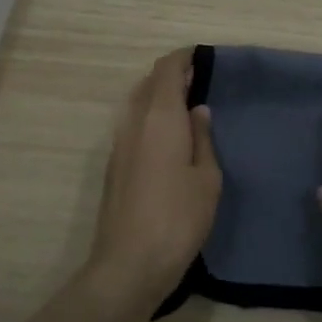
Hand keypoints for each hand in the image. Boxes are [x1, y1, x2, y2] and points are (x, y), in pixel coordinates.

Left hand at [84, 48, 222, 310]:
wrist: (129, 264)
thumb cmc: (178, 218)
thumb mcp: (206, 178)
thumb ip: (202, 138)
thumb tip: (198, 110)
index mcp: (160, 118)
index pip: (166, 70)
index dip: (184, 58)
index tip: (204, 57)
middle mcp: (133, 122)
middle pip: (149, 82)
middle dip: (172, 75)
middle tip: (200, 81)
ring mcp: (119, 144)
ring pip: (137, 103)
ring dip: (159, 96)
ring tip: (187, 106)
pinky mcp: (114, 165)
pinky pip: (133, 124)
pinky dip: (150, 116)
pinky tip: (170, 136)